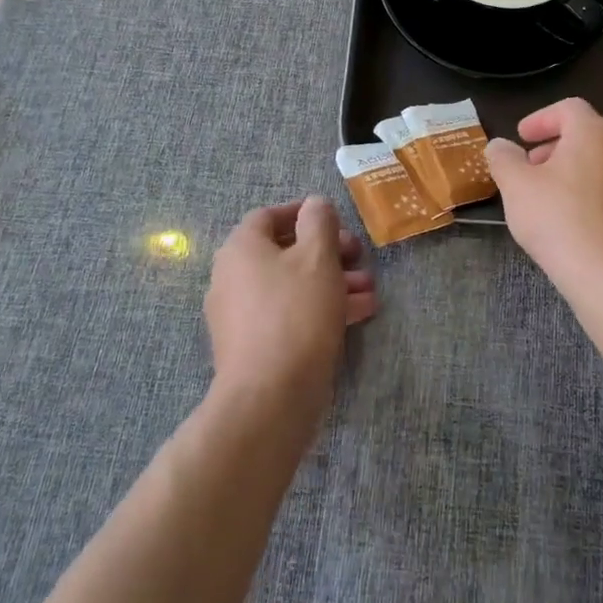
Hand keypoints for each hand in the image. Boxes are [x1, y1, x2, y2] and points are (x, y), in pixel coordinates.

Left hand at [205, 198, 377, 414]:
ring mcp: (241, 315)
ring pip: (292, 286)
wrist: (269, 397)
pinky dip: (320, 308)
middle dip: (328, 252)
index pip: (269, 216)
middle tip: (360, 256)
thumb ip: (320, 221)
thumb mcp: (317, 256)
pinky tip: (359, 314)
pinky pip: (290, 314)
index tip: (336, 220)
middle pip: (285, 252)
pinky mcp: (254, 346)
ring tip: (369, 289)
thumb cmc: (295, 312)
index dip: (304, 213)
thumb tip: (315, 205)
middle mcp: (233, 277)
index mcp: (241, 248)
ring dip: (333, 281)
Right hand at [484, 98, 602, 297]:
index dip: (542, 119)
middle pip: (590, 137)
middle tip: (533, 169)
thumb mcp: (516, 186)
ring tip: (555, 200)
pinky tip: (581, 227)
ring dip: (580, 174)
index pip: (569, 109)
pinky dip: (599, 201)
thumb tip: (499, 145)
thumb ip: (503, 158)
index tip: (522, 138)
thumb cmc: (558, 219)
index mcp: (595, 133)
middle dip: (559, 148)